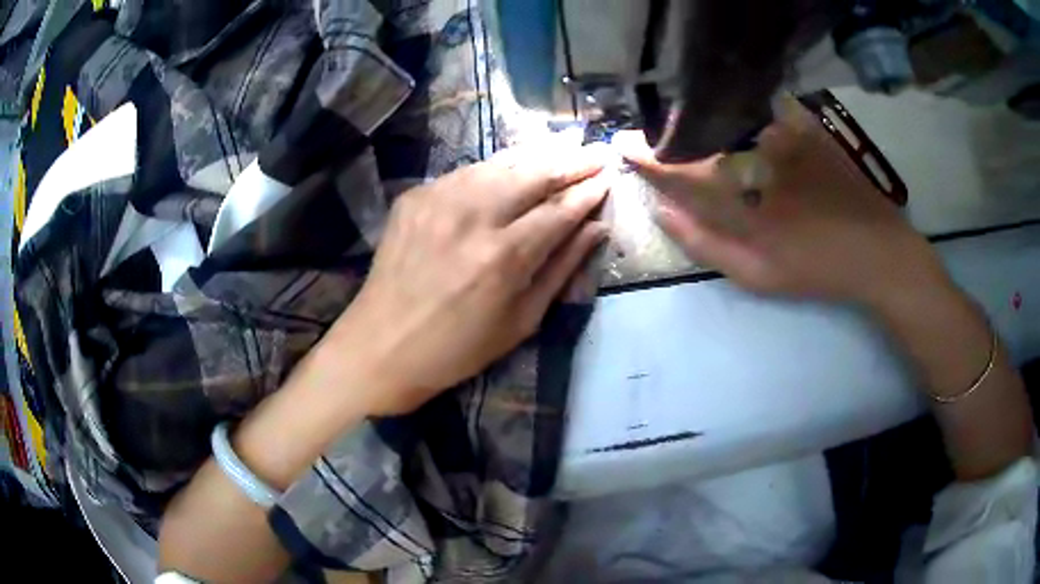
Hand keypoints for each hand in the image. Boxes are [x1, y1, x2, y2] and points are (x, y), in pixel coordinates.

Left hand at [327, 146, 610, 415]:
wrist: (382, 345)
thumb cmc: (458, 348)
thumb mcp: (521, 320)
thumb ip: (562, 268)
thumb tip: (597, 228)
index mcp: (504, 256)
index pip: (560, 208)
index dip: (589, 191)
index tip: (609, 177)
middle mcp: (473, 216)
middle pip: (534, 173)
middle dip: (571, 160)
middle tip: (595, 152)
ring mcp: (438, 200)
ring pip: (500, 163)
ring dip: (536, 155)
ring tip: (563, 147)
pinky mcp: (414, 196)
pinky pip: (466, 172)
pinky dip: (495, 168)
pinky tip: (511, 168)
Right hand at [622, 95, 948, 307]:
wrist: (878, 251)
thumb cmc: (818, 270)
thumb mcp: (759, 276)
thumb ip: (707, 245)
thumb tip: (664, 211)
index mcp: (744, 199)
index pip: (680, 171)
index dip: (648, 158)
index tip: (625, 148)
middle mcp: (759, 157)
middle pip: (701, 137)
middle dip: (673, 136)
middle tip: (658, 141)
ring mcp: (784, 136)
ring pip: (730, 121)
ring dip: (706, 124)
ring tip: (695, 133)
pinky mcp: (805, 127)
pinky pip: (762, 112)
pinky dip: (743, 116)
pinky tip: (741, 126)